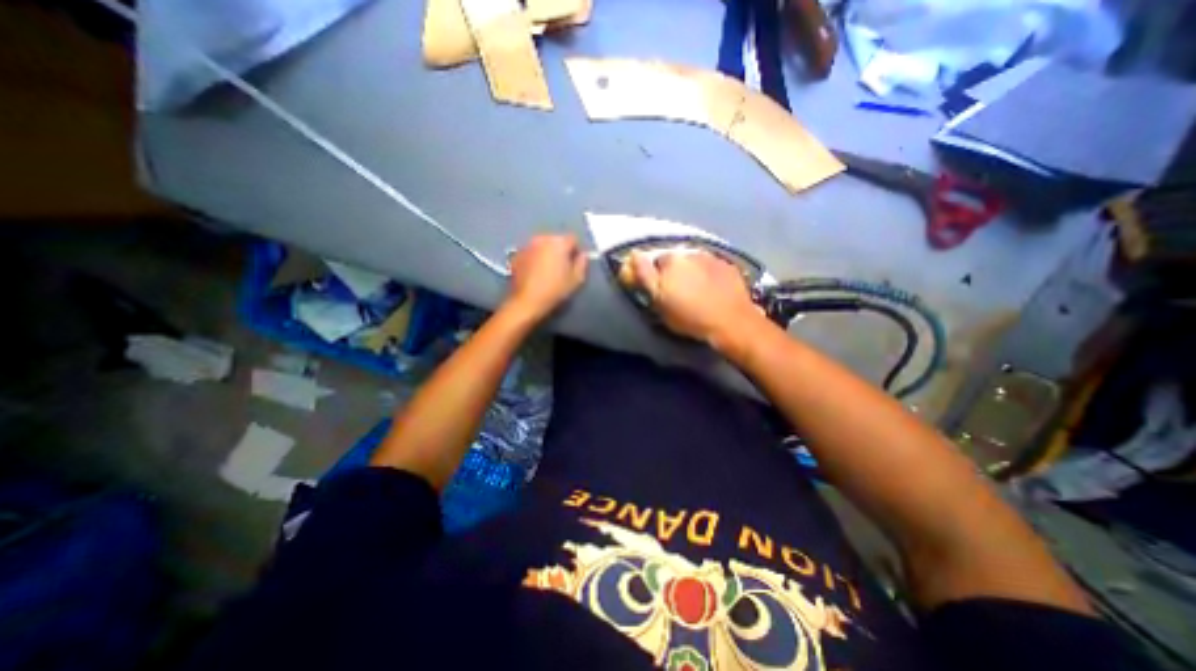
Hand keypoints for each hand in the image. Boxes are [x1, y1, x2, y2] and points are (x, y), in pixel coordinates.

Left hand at [503, 234, 588, 319]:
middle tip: (562, 267)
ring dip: (547, 253)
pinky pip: (531, 252)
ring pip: (542, 245)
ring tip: (548, 270)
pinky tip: (535, 272)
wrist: (527, 301)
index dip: (576, 251)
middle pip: (556, 240)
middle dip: (560, 250)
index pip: (573, 239)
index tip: (575, 264)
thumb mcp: (576, 279)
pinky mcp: (516, 255)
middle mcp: (542, 239)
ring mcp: (527, 246)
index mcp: (558, 242)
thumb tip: (582, 255)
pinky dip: (535, 258)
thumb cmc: (555, 290)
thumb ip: (582, 264)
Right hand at [622, 249, 759, 347]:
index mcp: (671, 260)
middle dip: (674, 272)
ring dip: (692, 272)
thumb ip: (644, 276)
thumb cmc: (690, 316)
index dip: (655, 276)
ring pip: (694, 263)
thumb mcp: (659, 301)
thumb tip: (633, 254)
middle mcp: (691, 253)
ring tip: (696, 291)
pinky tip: (713, 290)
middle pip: (676, 261)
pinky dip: (708, 275)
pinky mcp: (729, 266)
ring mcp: (712, 258)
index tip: (659, 290)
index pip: (655, 261)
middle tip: (678, 292)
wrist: (732, 322)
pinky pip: (712, 267)